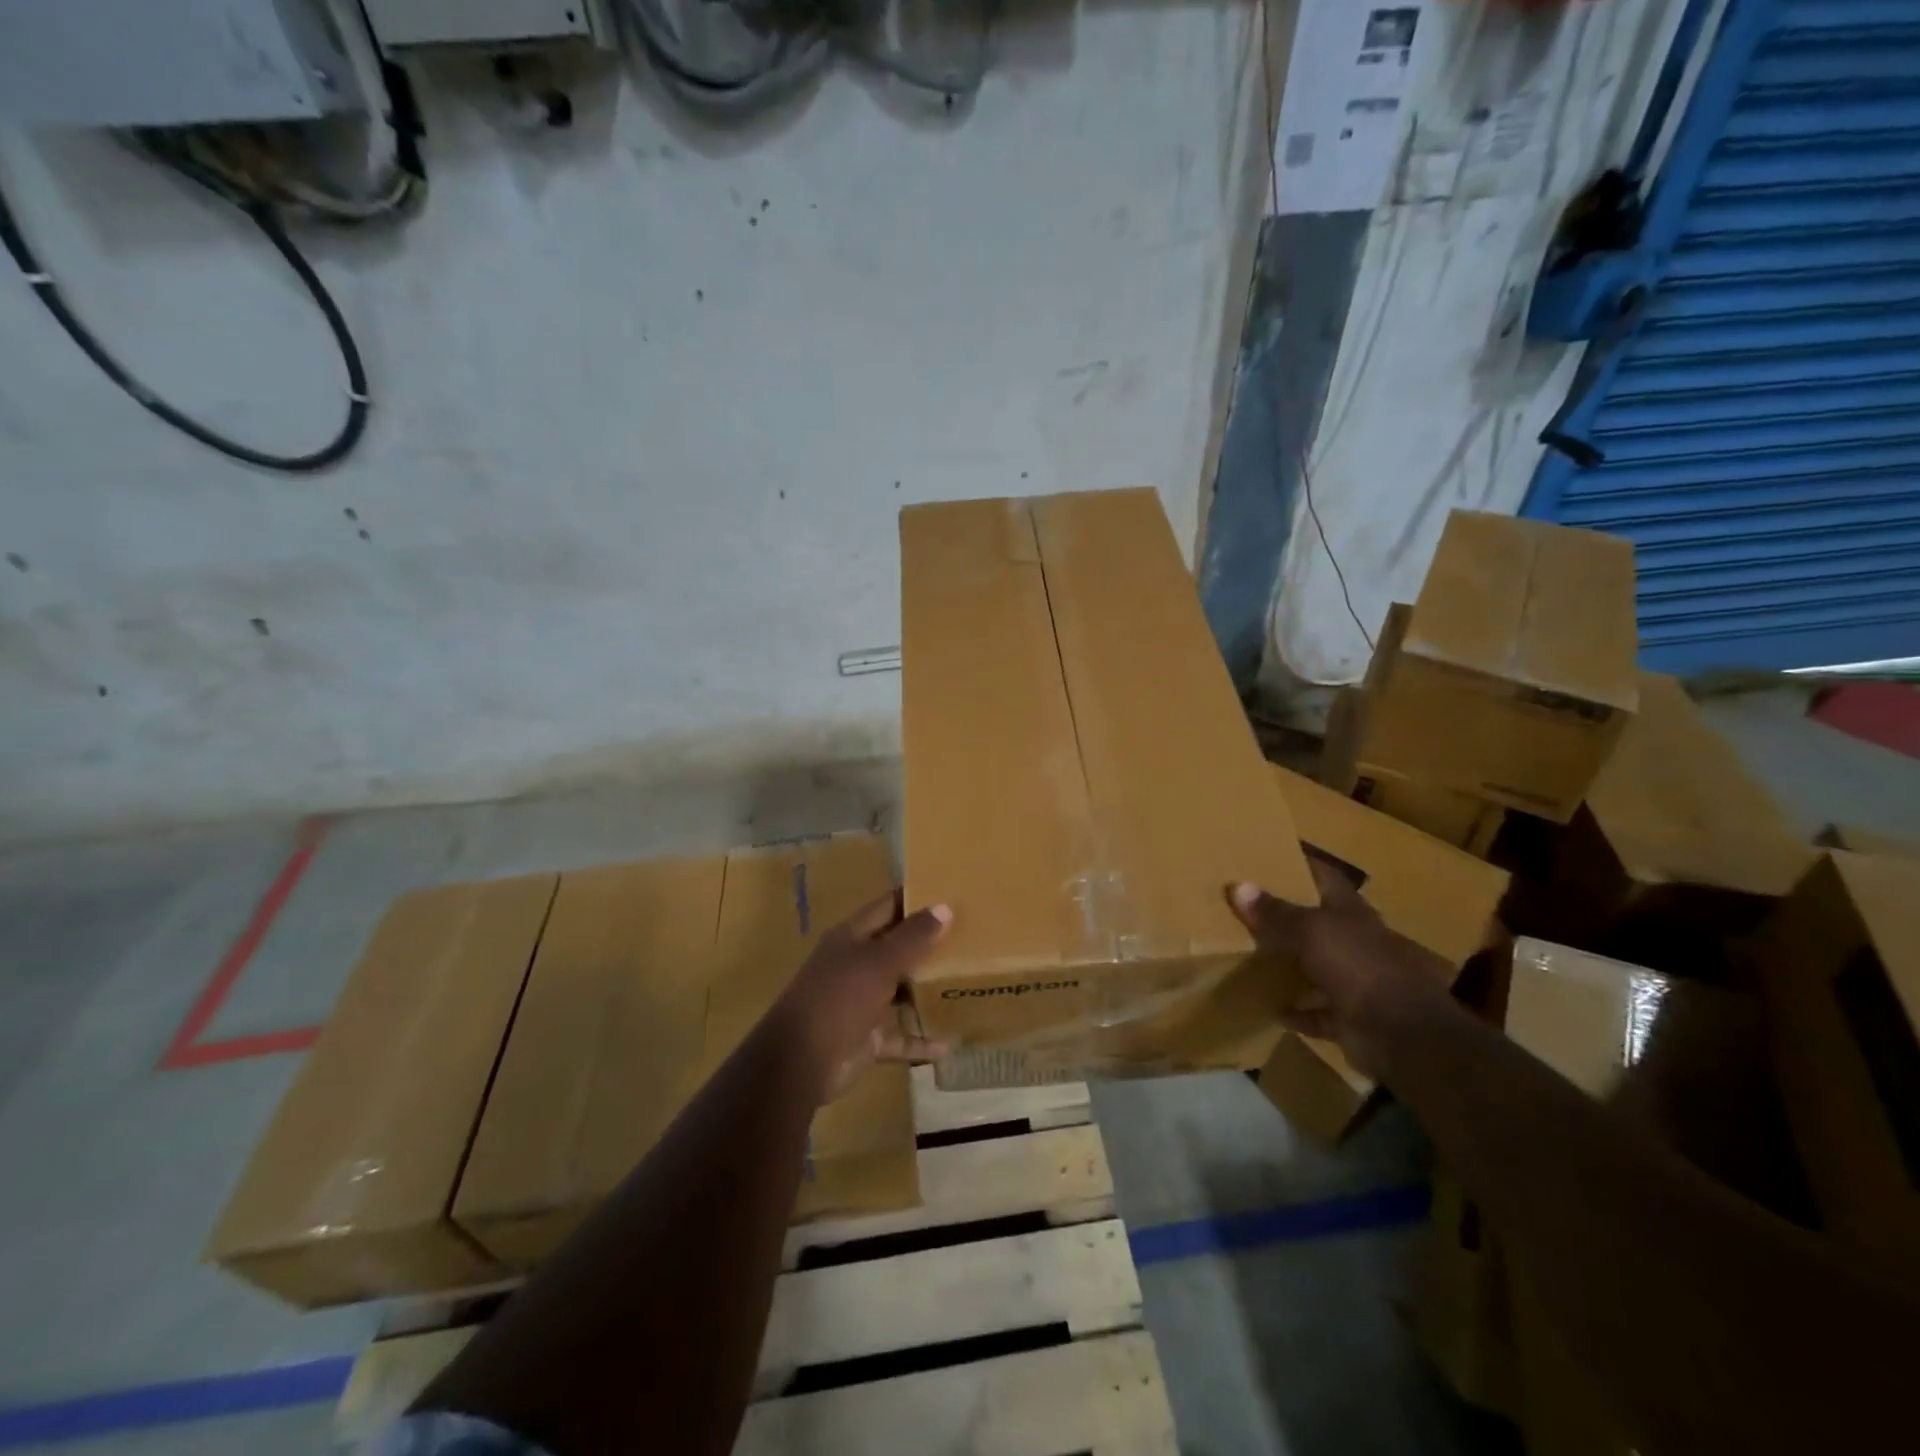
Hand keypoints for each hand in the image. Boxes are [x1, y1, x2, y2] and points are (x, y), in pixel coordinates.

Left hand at [770, 893, 952, 1102]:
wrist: (800, 1062)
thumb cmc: (839, 998)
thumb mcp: (878, 962)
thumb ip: (912, 937)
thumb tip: (944, 907)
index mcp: (852, 938)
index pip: (888, 907)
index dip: (916, 899)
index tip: (952, 893)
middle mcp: (856, 965)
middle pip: (896, 949)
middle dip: (929, 946)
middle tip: (972, 939)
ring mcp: (860, 1003)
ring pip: (899, 992)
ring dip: (927, 992)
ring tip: (967, 986)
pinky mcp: (866, 1038)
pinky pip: (899, 1036)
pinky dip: (920, 1040)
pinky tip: (949, 1044)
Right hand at [1228, 859, 1453, 1078]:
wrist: (1401, 1032)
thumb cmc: (1356, 965)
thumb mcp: (1309, 931)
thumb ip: (1275, 912)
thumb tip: (1237, 886)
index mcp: (1350, 912)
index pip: (1325, 877)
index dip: (1302, 865)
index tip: (1271, 858)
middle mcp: (1355, 942)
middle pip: (1320, 923)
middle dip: (1289, 917)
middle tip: (1248, 909)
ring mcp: (1356, 981)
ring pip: (1318, 968)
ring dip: (1293, 967)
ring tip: (1253, 958)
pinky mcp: (1351, 1017)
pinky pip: (1318, 1012)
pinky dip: (1300, 1012)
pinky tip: (1274, 1010)